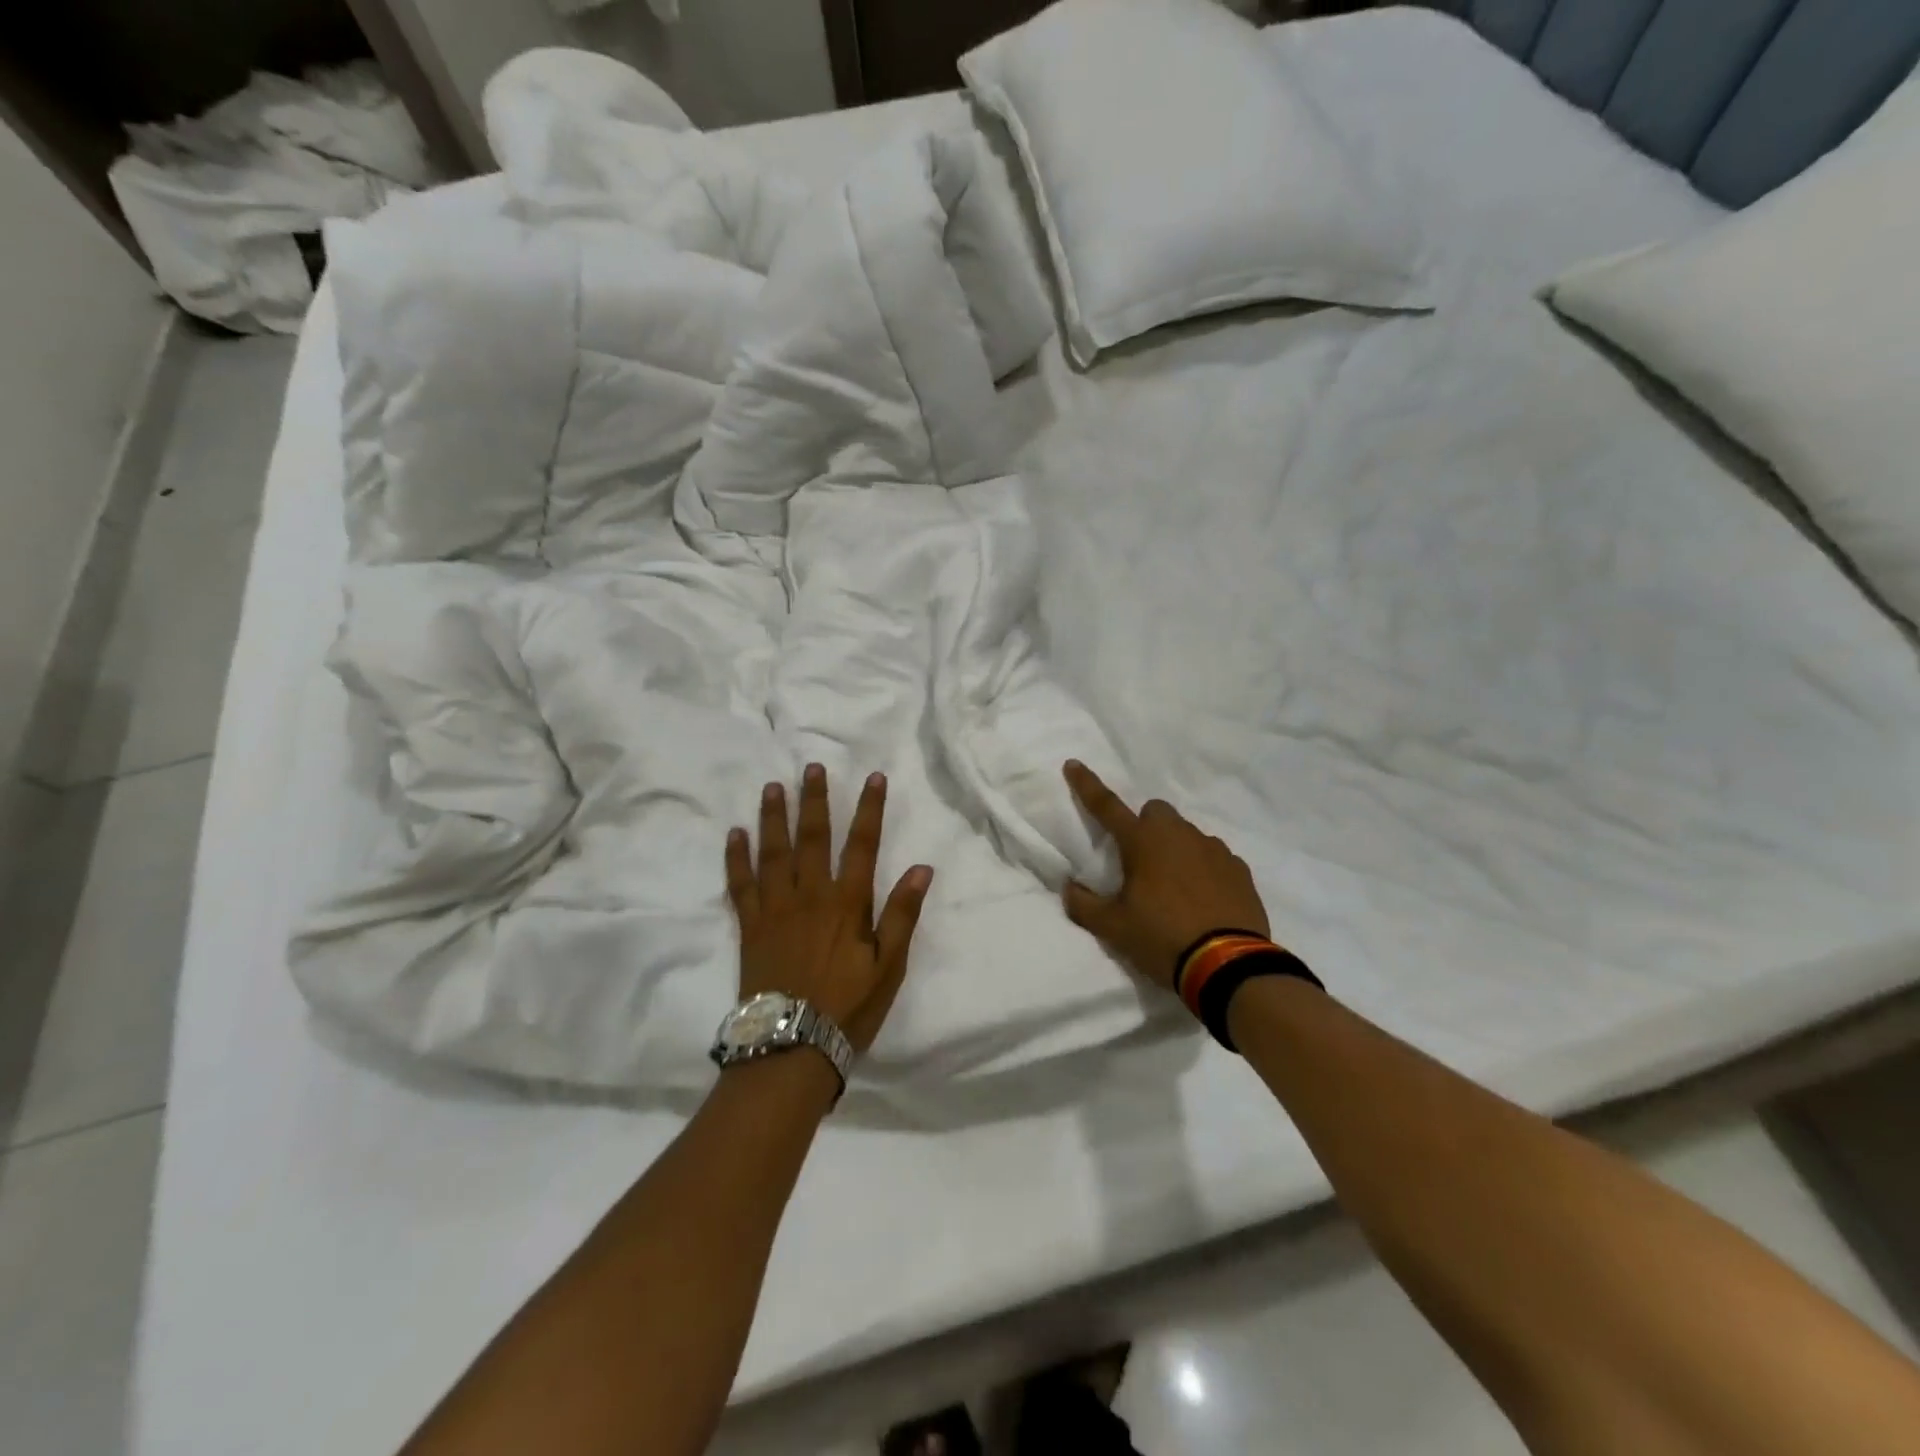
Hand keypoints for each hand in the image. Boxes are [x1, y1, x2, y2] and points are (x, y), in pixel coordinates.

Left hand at [726, 764, 933, 1052]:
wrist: (791, 1046)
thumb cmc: (848, 1007)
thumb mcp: (889, 967)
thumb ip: (902, 915)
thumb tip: (923, 868)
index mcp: (847, 903)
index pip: (863, 845)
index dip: (870, 809)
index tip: (874, 777)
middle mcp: (810, 895)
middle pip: (814, 838)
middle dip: (815, 800)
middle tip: (811, 767)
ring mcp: (776, 908)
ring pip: (774, 852)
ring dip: (774, 817)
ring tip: (772, 787)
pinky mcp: (750, 926)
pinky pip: (740, 884)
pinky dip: (736, 857)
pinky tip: (735, 834)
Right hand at [1061, 760, 1270, 990]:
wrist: (1228, 966)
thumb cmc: (1162, 938)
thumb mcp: (1113, 928)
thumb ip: (1084, 905)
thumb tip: (1069, 888)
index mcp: (1143, 842)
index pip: (1106, 805)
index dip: (1086, 785)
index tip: (1073, 764)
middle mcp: (1179, 835)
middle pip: (1155, 812)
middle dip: (1144, 827)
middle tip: (1139, 863)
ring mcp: (1214, 849)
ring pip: (1187, 834)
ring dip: (1175, 849)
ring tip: (1173, 888)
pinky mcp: (1239, 869)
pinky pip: (1214, 857)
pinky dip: (1203, 868)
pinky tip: (1202, 898)